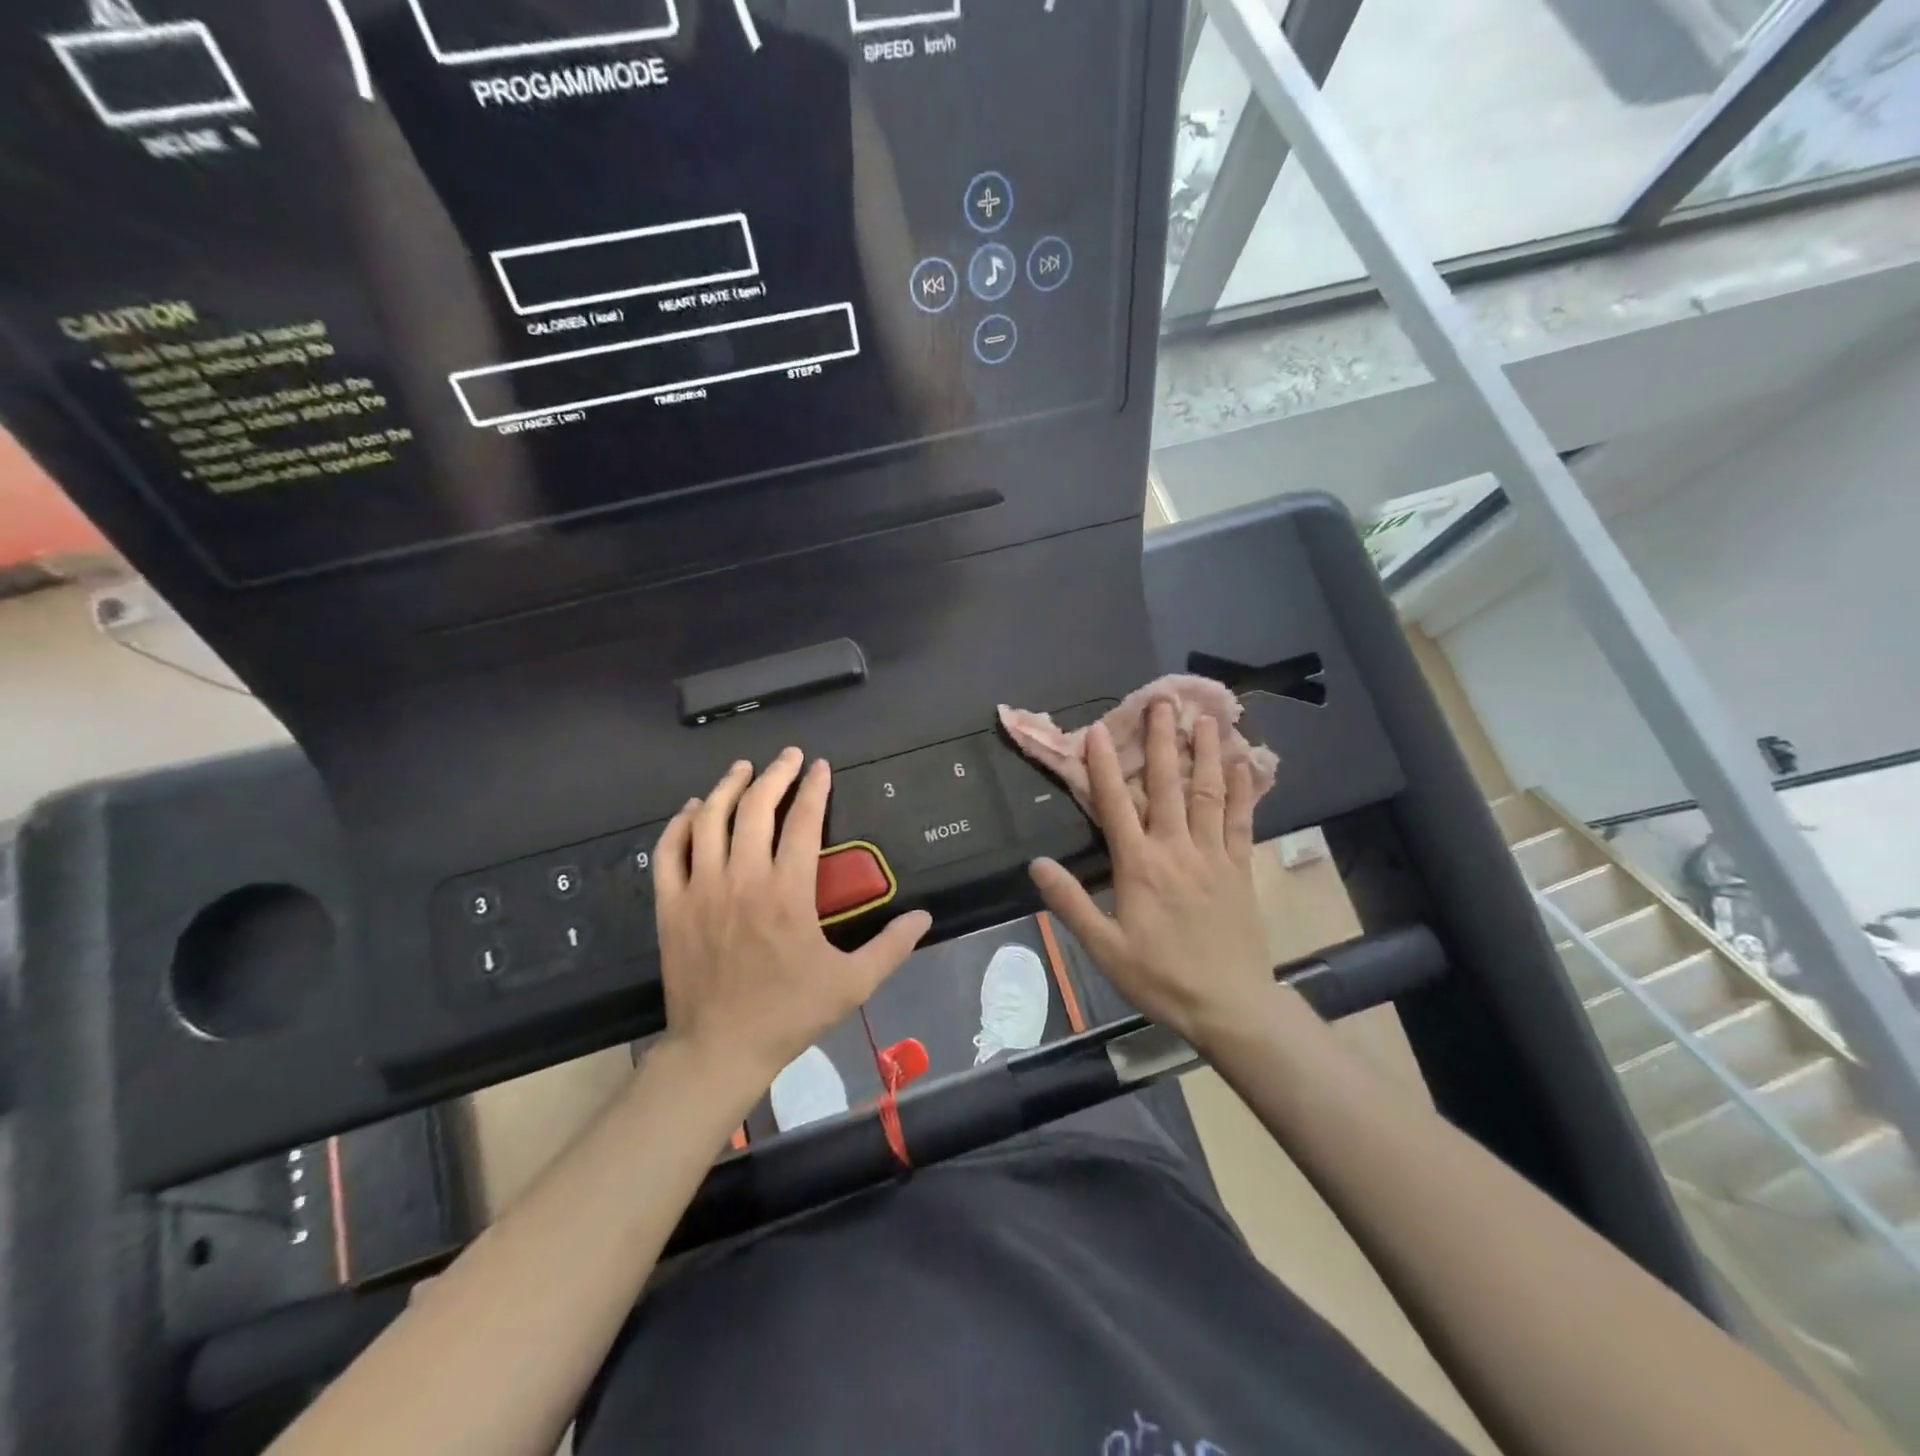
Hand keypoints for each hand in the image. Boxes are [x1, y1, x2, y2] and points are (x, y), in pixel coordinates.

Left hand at [653, 749, 932, 1093]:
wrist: (719, 1048)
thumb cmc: (789, 1013)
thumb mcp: (852, 983)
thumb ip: (891, 946)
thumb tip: (924, 916)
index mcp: (788, 892)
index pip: (804, 822)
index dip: (815, 788)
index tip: (822, 766)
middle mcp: (742, 879)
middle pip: (756, 808)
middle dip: (775, 774)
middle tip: (789, 757)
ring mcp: (701, 889)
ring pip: (710, 820)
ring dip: (729, 787)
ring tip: (743, 768)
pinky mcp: (671, 906)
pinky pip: (670, 851)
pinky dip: (681, 823)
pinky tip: (696, 809)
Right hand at [1029, 705, 1271, 1046]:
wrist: (1229, 1005)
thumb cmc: (1160, 977)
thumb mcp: (1104, 948)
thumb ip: (1070, 903)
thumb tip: (1036, 864)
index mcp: (1139, 866)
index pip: (1115, 805)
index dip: (1103, 766)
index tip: (1098, 730)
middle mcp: (1176, 849)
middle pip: (1166, 785)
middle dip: (1161, 741)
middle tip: (1161, 702)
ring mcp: (1213, 856)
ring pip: (1207, 794)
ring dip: (1204, 753)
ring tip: (1205, 718)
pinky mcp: (1240, 868)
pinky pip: (1241, 822)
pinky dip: (1241, 791)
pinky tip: (1240, 765)